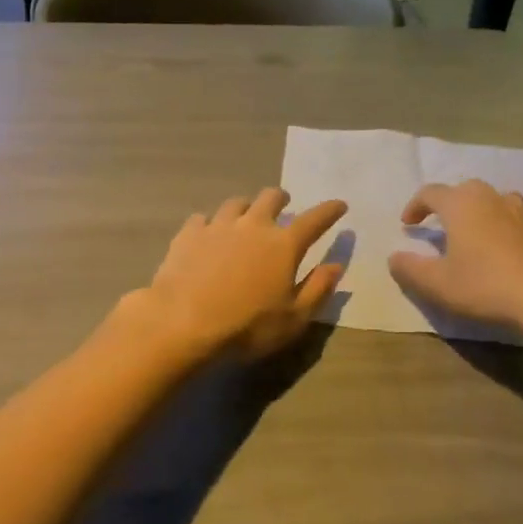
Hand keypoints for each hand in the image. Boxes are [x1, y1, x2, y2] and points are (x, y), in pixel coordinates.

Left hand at [132, 189, 347, 363]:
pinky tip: (207, 234)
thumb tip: (336, 265)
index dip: (329, 210)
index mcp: (283, 244)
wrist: (183, 321)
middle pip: (271, 198)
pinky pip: (202, 218)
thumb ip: (318, 289)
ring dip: (246, 207)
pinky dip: (210, 223)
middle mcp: (253, 225)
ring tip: (245, 217)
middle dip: (281, 199)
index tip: (339, 205)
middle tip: (284, 206)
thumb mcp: (293, 318)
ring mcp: (218, 225)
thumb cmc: (246, 326)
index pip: (314, 220)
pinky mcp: (189, 233)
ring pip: (236, 203)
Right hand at [387, 180, 522, 335]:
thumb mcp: (436, 284)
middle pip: (464, 190)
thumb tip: (394, 257)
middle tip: (439, 224)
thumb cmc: (484, 286)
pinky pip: (516, 221)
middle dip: (448, 203)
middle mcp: (490, 200)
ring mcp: (520, 214)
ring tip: (473, 231)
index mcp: (461, 205)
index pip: (430, 193)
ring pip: (495, 200)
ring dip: (480, 210)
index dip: (415, 206)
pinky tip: (504, 249)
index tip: (407, 225)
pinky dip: (505, 228)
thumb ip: (410, 269)